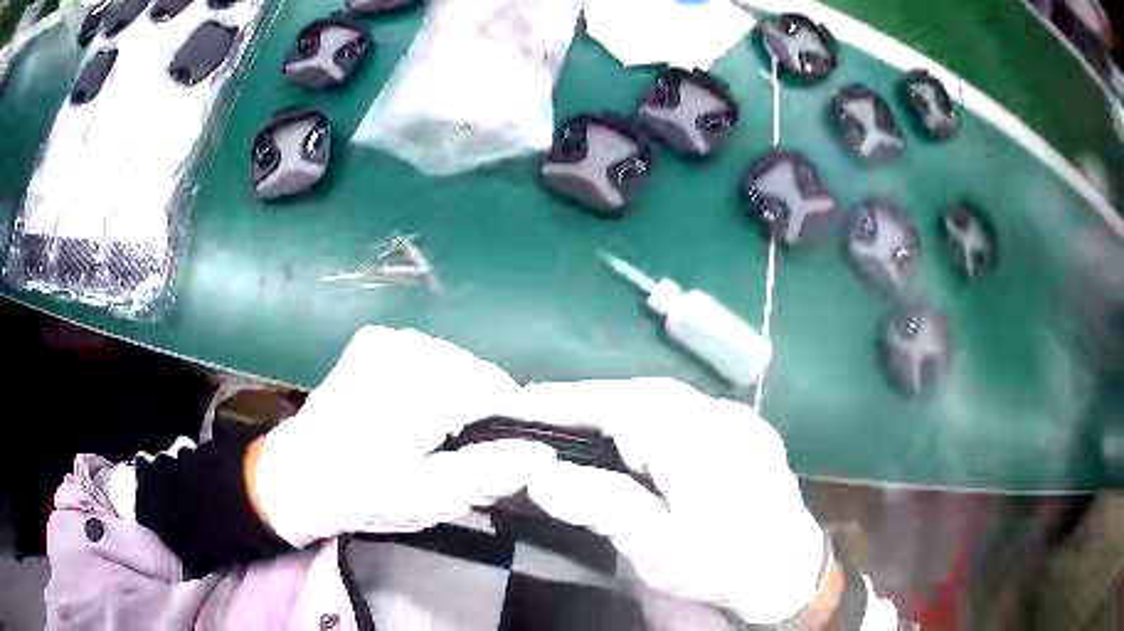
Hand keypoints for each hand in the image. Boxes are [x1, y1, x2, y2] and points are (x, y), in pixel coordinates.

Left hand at [253, 326, 555, 546]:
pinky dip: (438, 383)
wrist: (296, 476)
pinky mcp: (375, 342)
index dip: (514, 421)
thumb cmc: (358, 493)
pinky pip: (430, 358)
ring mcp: (386, 339)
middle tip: (470, 456)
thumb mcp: (423, 499)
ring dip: (462, 397)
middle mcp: (403, 346)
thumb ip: (485, 475)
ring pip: (456, 363)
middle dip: (485, 411)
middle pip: (476, 373)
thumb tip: (542, 452)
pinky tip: (421, 413)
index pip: (495, 388)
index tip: (513, 455)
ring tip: (444, 438)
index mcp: (414, 384)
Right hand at [515, 378, 827, 624]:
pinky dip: (650, 414)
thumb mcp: (660, 549)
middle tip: (544, 415)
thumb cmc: (722, 566)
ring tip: (578, 422)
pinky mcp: (747, 430)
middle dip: (590, 399)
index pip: (620, 404)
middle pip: (642, 393)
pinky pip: (687, 409)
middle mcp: (721, 416)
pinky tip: (637, 436)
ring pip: (665, 397)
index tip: (523, 403)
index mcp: (699, 442)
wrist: (791, 575)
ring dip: (619, 404)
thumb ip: (604, 507)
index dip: (568, 400)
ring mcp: (739, 420)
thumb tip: (541, 475)